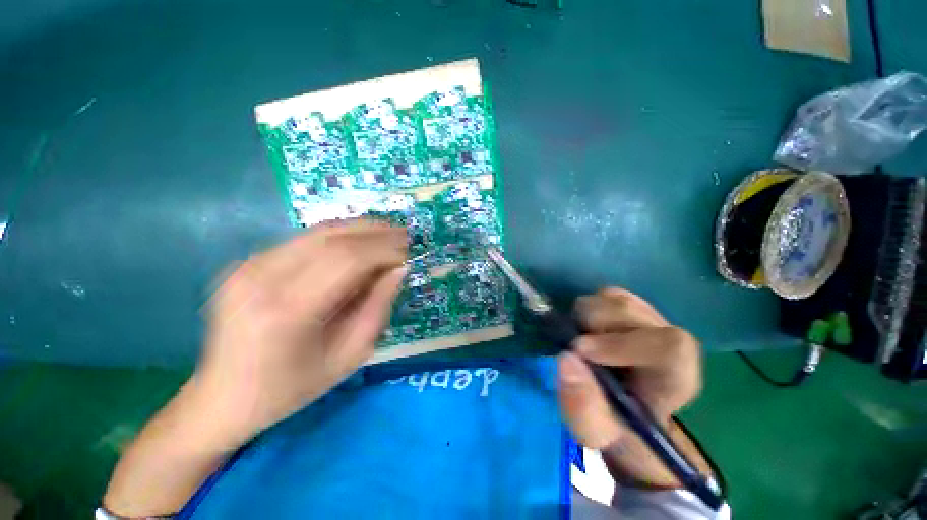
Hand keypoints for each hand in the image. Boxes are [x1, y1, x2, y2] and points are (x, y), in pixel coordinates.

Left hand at [190, 219, 407, 448]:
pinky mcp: (246, 263)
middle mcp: (261, 278)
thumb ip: (378, 307)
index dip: (384, 250)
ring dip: (358, 229)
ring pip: (317, 232)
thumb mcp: (349, 356)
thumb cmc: (291, 388)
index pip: (347, 260)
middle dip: (375, 233)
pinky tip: (357, 242)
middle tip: (403, 235)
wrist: (223, 397)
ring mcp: (248, 266)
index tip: (408, 252)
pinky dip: (338, 237)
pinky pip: (303, 240)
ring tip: (387, 232)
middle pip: (332, 239)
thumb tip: (399, 269)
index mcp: (286, 311)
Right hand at [558, 288, 701, 450]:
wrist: (621, 409)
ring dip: (587, 315)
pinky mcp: (632, 308)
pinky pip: (608, 294)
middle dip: (592, 323)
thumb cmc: (614, 424)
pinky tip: (587, 328)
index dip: (621, 343)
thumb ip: (583, 407)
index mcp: (676, 378)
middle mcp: (669, 340)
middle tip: (575, 345)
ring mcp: (651, 319)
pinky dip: (590, 307)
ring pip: (615, 297)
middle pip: (630, 311)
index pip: (669, 347)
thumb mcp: (595, 431)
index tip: (580, 351)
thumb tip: (567, 359)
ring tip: (581, 338)